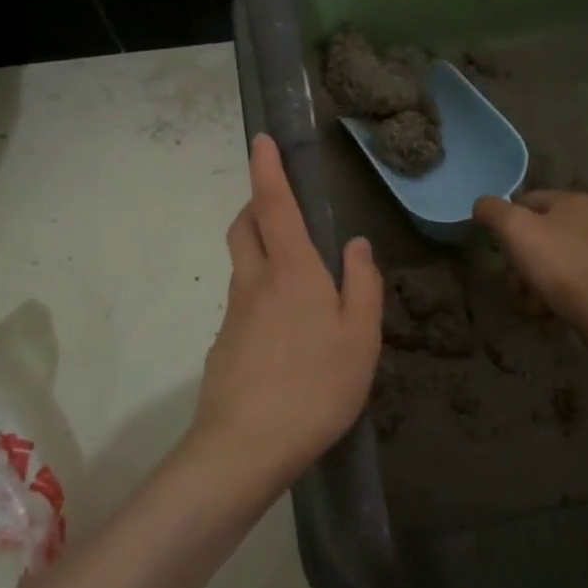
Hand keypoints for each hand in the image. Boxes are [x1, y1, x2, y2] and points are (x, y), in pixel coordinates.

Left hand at [187, 135, 383, 497]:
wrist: (245, 447)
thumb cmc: (315, 385)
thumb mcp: (360, 337)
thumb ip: (362, 285)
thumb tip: (357, 245)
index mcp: (292, 271)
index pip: (275, 205)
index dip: (267, 169)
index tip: (261, 139)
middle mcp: (255, 282)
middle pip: (244, 227)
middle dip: (256, 204)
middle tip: (280, 205)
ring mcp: (234, 314)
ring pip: (242, 264)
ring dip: (259, 247)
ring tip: (296, 271)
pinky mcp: (224, 344)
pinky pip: (244, 301)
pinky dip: (261, 292)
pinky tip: (287, 329)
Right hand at [472, 190, 587, 339]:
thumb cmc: (559, 264)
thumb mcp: (515, 228)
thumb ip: (492, 210)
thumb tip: (481, 205)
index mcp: (573, 202)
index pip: (525, 201)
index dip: (505, 223)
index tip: (499, 248)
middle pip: (535, 237)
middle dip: (519, 264)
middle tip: (515, 283)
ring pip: (547, 264)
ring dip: (531, 285)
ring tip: (531, 304)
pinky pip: (564, 284)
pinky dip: (551, 297)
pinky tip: (547, 312)